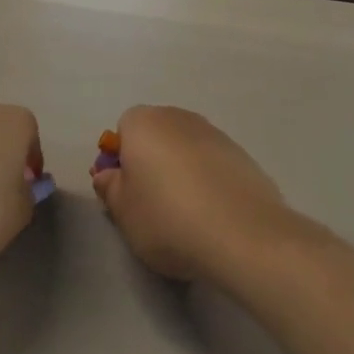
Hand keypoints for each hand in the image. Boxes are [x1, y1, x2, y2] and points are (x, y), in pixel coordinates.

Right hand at [90, 106, 286, 281]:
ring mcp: (217, 134)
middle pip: (157, 136)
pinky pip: (214, 166)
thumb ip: (109, 188)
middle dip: (151, 162)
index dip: (122, 160)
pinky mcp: (245, 156)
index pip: (123, 130)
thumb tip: (108, 175)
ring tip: (187, 216)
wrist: (243, 236)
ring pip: (187, 150)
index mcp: (143, 122)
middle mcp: (180, 118)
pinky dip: (210, 183)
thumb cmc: (167, 218)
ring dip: (182, 172)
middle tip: (152, 204)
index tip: (126, 192)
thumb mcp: (123, 211)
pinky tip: (214, 216)